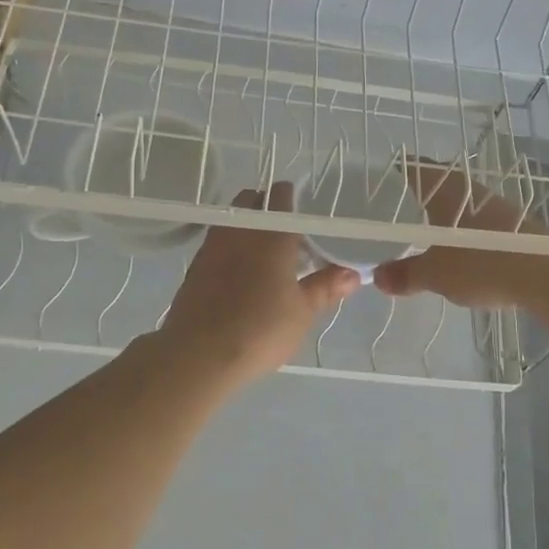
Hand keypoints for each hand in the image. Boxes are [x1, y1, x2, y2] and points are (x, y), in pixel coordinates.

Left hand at [156, 183, 360, 385]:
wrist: (198, 353)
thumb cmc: (261, 329)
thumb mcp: (303, 312)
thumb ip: (326, 287)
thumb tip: (352, 274)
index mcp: (272, 233)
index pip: (281, 195)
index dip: (292, 198)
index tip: (304, 216)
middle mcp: (240, 230)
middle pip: (251, 201)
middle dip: (267, 209)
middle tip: (285, 235)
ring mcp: (213, 245)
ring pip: (232, 221)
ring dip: (247, 228)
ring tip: (264, 258)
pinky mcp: (195, 266)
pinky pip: (217, 243)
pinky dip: (230, 249)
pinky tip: (240, 275)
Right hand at [371, 161, 548, 315]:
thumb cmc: (483, 263)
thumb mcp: (436, 274)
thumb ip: (407, 274)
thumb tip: (378, 277)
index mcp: (447, 190)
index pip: (417, 168)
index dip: (401, 169)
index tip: (386, 173)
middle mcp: (471, 190)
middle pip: (441, 183)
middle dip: (423, 190)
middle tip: (402, 200)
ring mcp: (497, 207)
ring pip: (463, 203)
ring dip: (448, 211)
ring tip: (429, 226)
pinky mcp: (516, 226)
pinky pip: (481, 222)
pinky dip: (467, 229)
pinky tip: (463, 246)